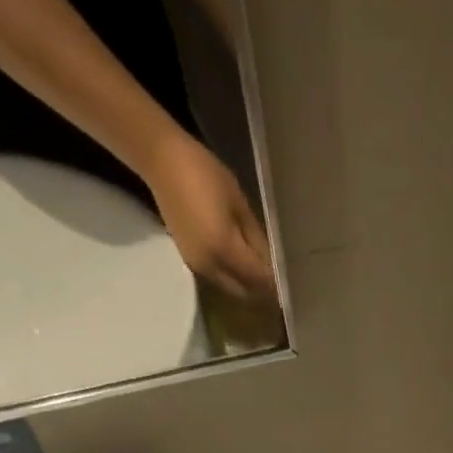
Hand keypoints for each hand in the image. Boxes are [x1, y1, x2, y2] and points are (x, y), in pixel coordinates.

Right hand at [145, 130, 275, 300]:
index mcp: (225, 250)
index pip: (259, 279)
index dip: (276, 285)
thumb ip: (257, 239)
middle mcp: (210, 267)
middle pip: (246, 292)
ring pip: (232, 289)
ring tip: (263, 275)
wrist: (160, 160)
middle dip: (264, 291)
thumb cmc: (203, 173)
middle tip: (279, 282)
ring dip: (248, 287)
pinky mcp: (190, 261)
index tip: (291, 286)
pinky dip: (234, 278)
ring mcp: (198, 267)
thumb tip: (273, 264)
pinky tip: (243, 266)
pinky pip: (219, 279)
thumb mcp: (239, 204)